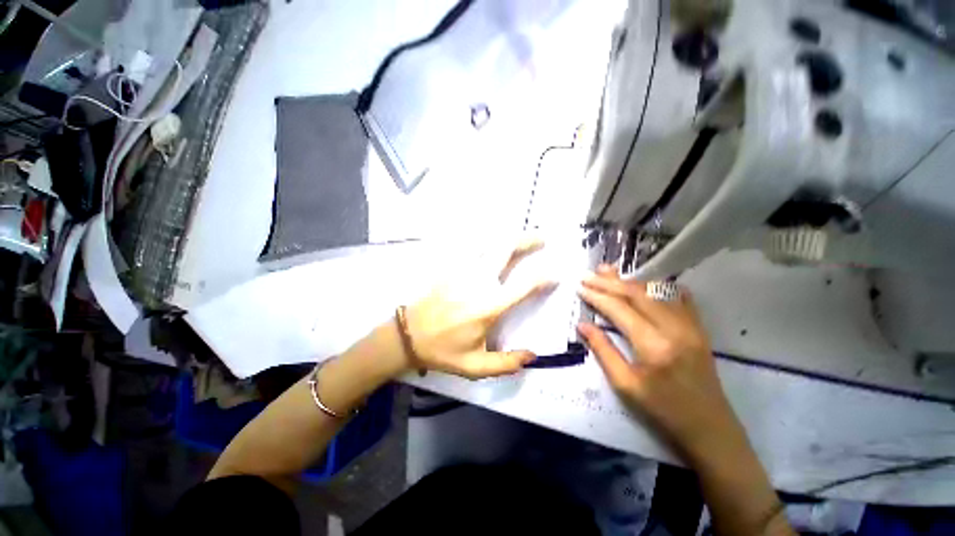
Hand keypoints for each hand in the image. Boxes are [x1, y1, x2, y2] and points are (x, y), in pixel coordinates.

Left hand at [403, 241, 555, 379]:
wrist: (408, 335)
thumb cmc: (443, 351)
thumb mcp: (475, 366)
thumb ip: (506, 363)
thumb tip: (533, 356)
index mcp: (489, 307)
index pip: (524, 286)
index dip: (543, 277)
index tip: (555, 275)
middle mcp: (479, 283)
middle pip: (506, 251)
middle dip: (527, 241)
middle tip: (542, 239)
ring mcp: (463, 271)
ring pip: (490, 244)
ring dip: (509, 238)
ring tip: (520, 238)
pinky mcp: (451, 268)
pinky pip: (472, 247)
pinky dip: (486, 242)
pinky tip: (492, 242)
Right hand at [576, 266, 738, 454]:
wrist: (709, 428)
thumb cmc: (662, 410)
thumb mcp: (624, 385)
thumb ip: (602, 350)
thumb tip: (582, 324)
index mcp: (653, 345)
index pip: (619, 309)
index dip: (597, 296)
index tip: (580, 287)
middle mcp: (674, 327)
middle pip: (637, 294)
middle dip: (609, 282)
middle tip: (588, 275)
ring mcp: (690, 325)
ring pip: (656, 291)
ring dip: (629, 281)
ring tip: (608, 271)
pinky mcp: (698, 328)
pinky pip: (678, 298)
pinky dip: (659, 287)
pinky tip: (647, 282)